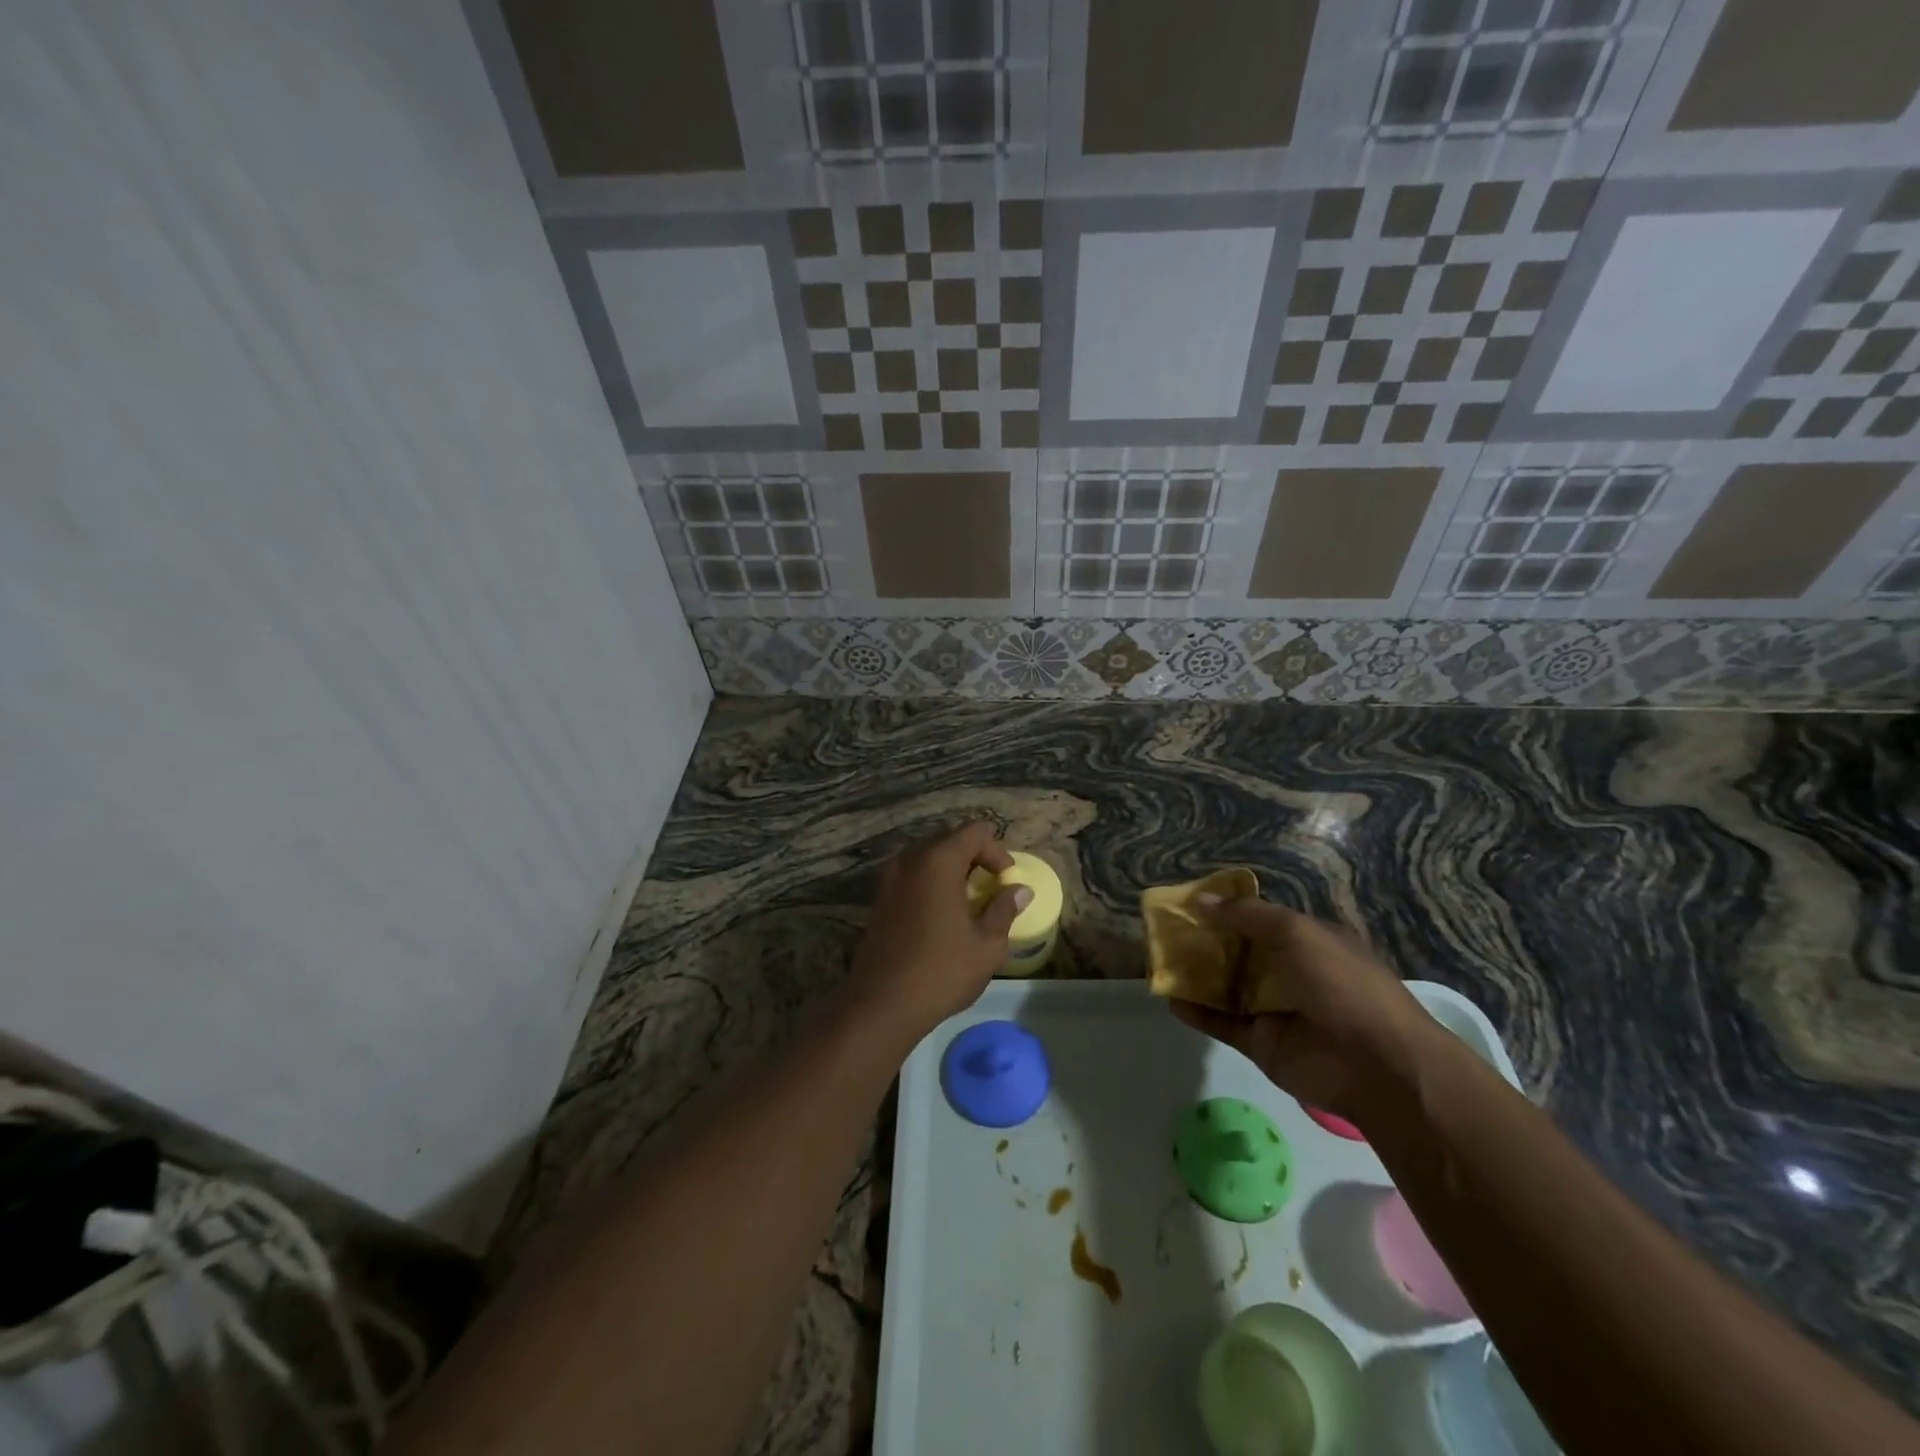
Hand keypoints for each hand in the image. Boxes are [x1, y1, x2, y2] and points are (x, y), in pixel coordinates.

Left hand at [846, 822, 1030, 1040]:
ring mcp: (889, 878)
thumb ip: (1004, 909)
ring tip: (967, 900)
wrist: (882, 1004)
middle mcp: (910, 860)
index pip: (974, 832)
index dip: (997, 850)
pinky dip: (930, 882)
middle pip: (948, 839)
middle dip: (974, 856)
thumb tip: (1020, 890)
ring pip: (927, 856)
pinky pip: (911, 875)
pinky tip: (941, 914)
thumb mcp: (986, 945)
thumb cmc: (942, 971)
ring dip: (951, 869)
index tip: (1006, 879)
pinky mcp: (879, 898)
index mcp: (938, 861)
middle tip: (990, 886)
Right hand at [1169, 896, 1439, 1126]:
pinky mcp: (1261, 1044)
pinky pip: (1222, 1023)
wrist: (1377, 1065)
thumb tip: (1199, 901)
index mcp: (1309, 942)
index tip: (1189, 903)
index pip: (1261, 920)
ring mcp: (1275, 1010)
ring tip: (1158, 960)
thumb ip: (1246, 915)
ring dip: (1195, 974)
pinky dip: (1197, 1012)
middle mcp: (1291, 973)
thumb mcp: (1296, 932)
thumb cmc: (1342, 984)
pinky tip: (1169, 998)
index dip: (1227, 910)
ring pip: (1226, 987)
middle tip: (1165, 930)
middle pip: (1239, 952)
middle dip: (1204, 941)